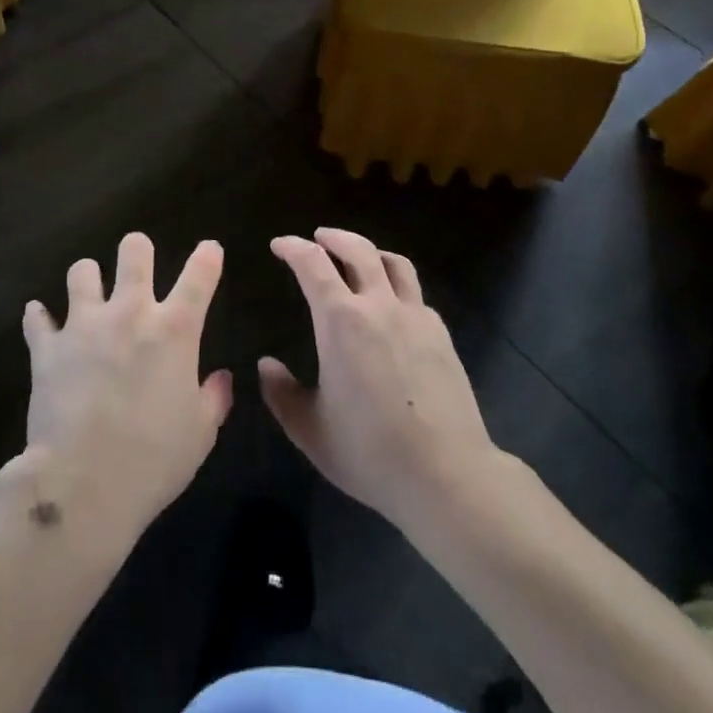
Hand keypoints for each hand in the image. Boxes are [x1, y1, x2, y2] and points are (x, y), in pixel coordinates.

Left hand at [20, 233, 232, 548]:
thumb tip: (221, 377)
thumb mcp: (199, 435)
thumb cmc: (153, 460)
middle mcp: (129, 313)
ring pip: (82, 271)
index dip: (207, 257)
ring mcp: (84, 325)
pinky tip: (41, 320)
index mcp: (174, 331)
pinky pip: (37, 319)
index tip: (209, 249)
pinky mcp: (48, 348)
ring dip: (88, 278)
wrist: (83, 484)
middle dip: (138, 249)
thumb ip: (213, 399)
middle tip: (137, 262)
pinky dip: (39, 318)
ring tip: (89, 290)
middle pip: (134, 251)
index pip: (199, 276)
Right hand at [261, 228, 497, 532]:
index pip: (312, 264)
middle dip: (333, 238)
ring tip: (360, 258)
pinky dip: (397, 285)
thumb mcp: (311, 430)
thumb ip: (282, 394)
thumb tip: (266, 365)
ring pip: (394, 263)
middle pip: (357, 249)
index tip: (279, 245)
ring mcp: (415, 317)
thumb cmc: (370, 452)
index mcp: (340, 320)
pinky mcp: (441, 335)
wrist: (447, 475)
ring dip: (370, 252)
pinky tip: (393, 306)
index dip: (292, 247)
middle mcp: (378, 305)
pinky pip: (415, 294)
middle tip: (318, 238)